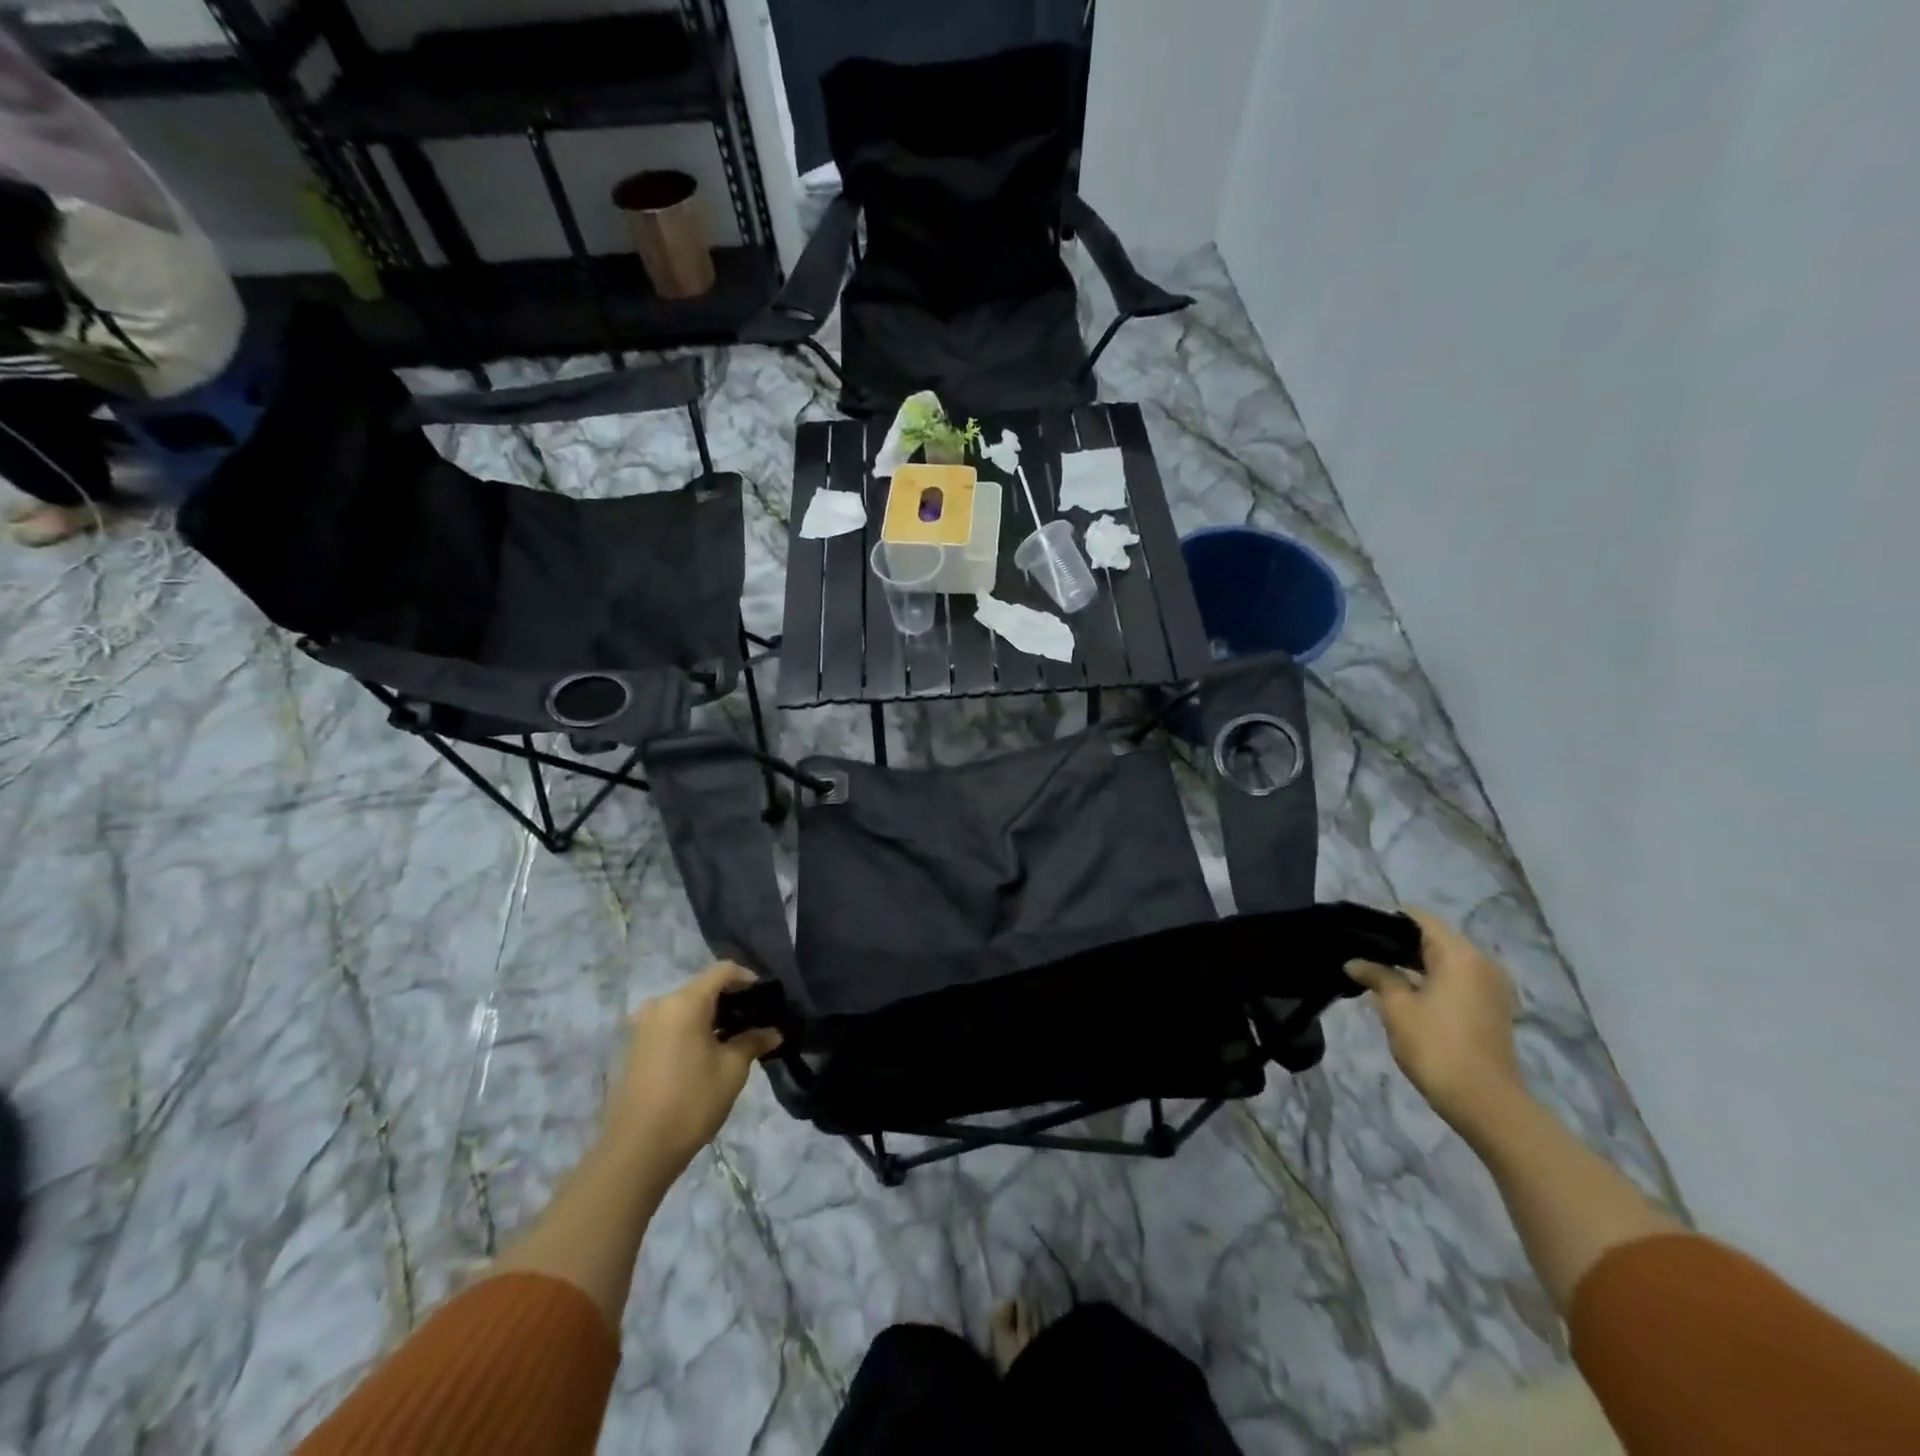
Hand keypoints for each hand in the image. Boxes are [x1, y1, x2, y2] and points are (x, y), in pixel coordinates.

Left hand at [601, 962, 782, 1182]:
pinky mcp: (634, 1048)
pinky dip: (691, 1029)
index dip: (749, 978)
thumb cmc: (691, 1101)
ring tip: (735, 1038)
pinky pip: (669, 1025)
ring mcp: (642, 1027)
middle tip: (756, 1019)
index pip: (723, 971)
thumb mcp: (732, 1069)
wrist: (636, 1151)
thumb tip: (774, 1032)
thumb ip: (753, 1041)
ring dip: (710, 1016)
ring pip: (685, 1007)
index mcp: (684, 1002)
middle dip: (730, 999)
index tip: (768, 997)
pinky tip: (707, 1053)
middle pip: (702, 987)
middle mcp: (659, 1005)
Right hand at [1346, 908, 1525, 1132]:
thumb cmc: (1436, 1045)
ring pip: (1446, 961)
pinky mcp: (1492, 1009)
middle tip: (1362, 953)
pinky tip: (1404, 993)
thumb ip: (1377, 975)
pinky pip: (1457, 980)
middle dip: (1399, 943)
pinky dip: (1432, 980)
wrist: (1484, 1102)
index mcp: (1460, 955)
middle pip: (1435, 939)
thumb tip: (1355, 962)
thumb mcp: (1396, 1007)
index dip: (1387, 920)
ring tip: (1378, 972)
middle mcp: (1481, 963)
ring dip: (1415, 964)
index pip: (1420, 919)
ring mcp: (1491, 987)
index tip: (1359, 930)